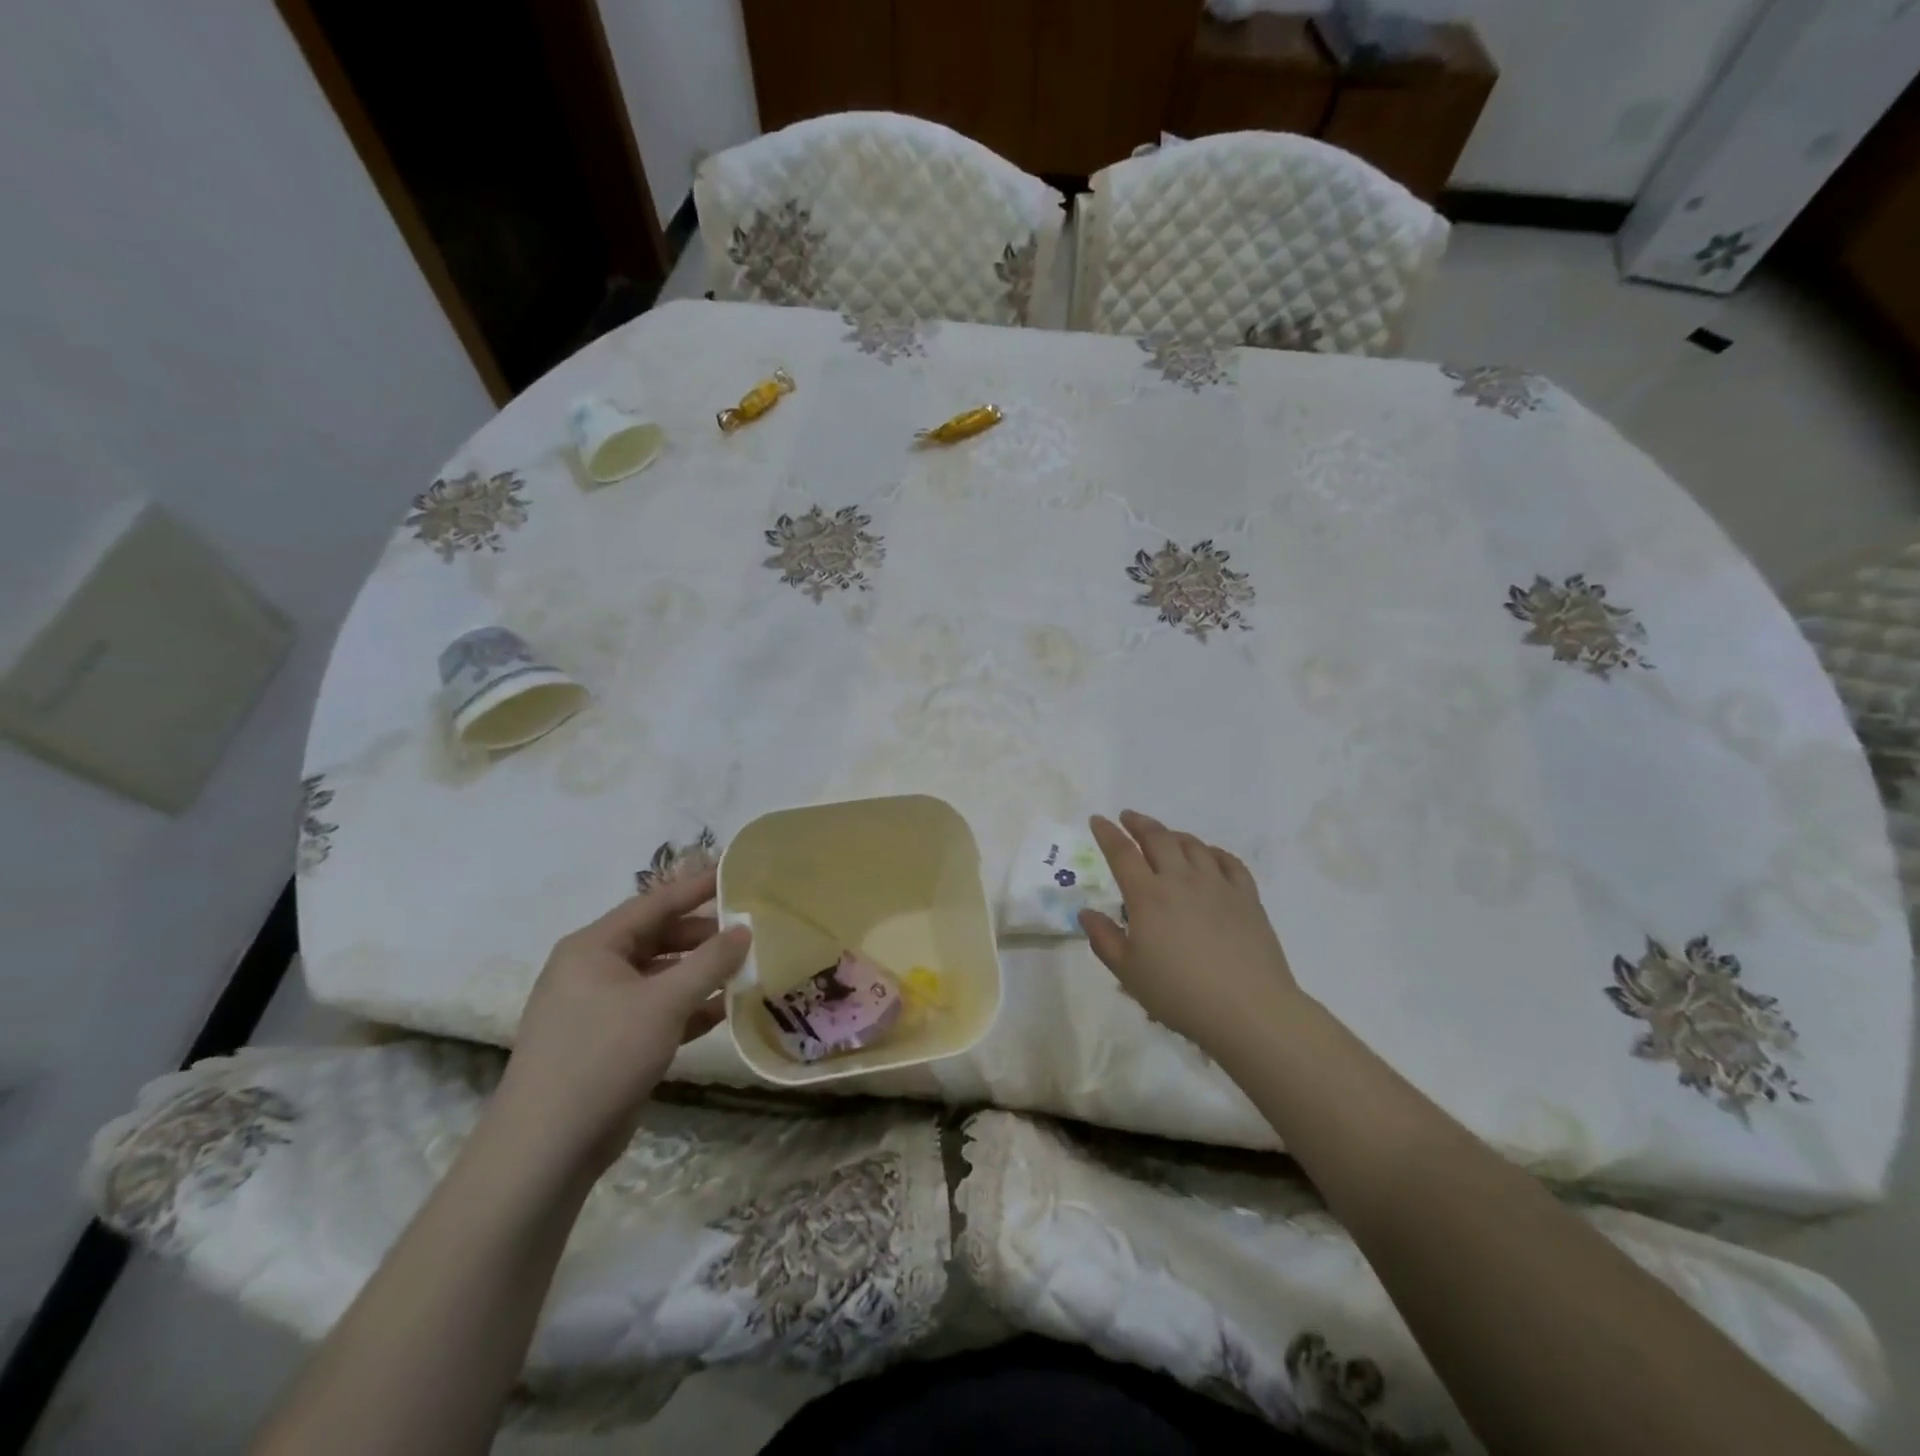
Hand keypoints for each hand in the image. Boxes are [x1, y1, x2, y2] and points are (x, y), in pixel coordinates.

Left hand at [490, 869, 750, 1177]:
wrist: (545, 1149)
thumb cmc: (603, 1056)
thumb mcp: (664, 1002)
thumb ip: (710, 961)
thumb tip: (744, 929)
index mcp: (594, 947)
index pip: (655, 903)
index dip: (698, 888)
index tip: (737, 874)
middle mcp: (593, 969)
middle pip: (658, 938)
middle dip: (704, 936)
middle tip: (750, 931)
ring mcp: (599, 1008)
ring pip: (660, 976)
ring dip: (700, 974)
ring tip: (746, 968)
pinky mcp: (609, 1042)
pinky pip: (656, 1010)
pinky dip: (688, 1008)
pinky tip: (724, 1010)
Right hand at [1081, 811, 1303, 1056]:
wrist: (1248, 1009)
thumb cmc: (1180, 994)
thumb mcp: (1128, 973)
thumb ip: (1104, 939)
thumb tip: (1086, 913)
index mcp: (1148, 896)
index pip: (1122, 854)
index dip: (1107, 834)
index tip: (1098, 819)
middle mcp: (1181, 880)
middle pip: (1158, 838)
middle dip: (1140, 823)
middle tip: (1128, 817)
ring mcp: (1218, 885)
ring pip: (1193, 845)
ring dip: (1174, 834)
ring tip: (1165, 835)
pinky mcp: (1247, 897)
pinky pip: (1230, 862)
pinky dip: (1214, 852)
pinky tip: (1209, 855)